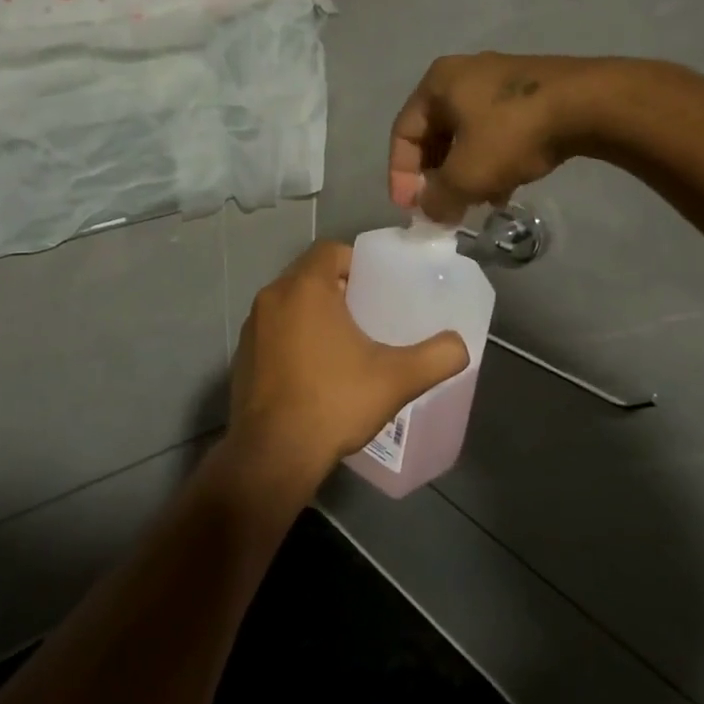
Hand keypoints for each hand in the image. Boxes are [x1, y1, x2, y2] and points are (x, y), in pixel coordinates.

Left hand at [227, 241, 467, 486]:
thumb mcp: (397, 379)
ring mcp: (252, 327)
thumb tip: (461, 345)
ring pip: (290, 302)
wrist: (273, 454)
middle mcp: (272, 297)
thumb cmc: (334, 402)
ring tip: (345, 341)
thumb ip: (437, 356)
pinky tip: (315, 369)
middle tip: (369, 314)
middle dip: (339, 288)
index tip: (379, 288)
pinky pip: (274, 329)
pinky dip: (293, 336)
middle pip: (310, 274)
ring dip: (314, 313)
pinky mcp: (242, 354)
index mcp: (305, 288)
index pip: (330, 250)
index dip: (357, 262)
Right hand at [389, 53, 604, 221]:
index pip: (403, 133)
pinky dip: (492, 160)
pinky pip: (496, 131)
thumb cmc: (512, 133)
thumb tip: (430, 211)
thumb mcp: (467, 174)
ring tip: (474, 204)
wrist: (590, 104)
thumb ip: (438, 197)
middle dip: (436, 177)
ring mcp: (500, 80)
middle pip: (435, 134)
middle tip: (442, 208)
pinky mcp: (530, 93)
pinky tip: (504, 189)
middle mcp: (463, 75)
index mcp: (437, 83)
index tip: (411, 209)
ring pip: (467, 135)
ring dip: (465, 173)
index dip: (400, 175)